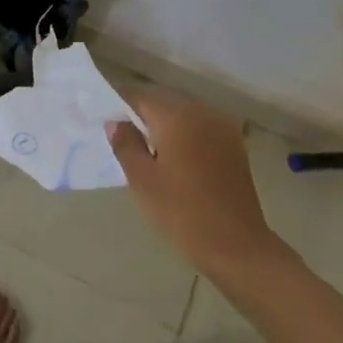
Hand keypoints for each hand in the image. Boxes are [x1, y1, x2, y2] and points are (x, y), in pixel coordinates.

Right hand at [108, 88, 278, 277]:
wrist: (237, 246)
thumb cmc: (182, 213)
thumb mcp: (142, 180)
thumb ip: (125, 145)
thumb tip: (116, 122)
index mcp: (176, 115)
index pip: (140, 96)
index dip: (119, 103)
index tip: (105, 119)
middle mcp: (201, 111)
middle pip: (163, 101)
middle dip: (142, 113)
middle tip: (123, 137)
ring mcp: (222, 127)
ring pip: (184, 113)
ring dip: (164, 123)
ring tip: (148, 149)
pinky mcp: (234, 144)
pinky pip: (201, 127)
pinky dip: (185, 133)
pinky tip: (176, 157)